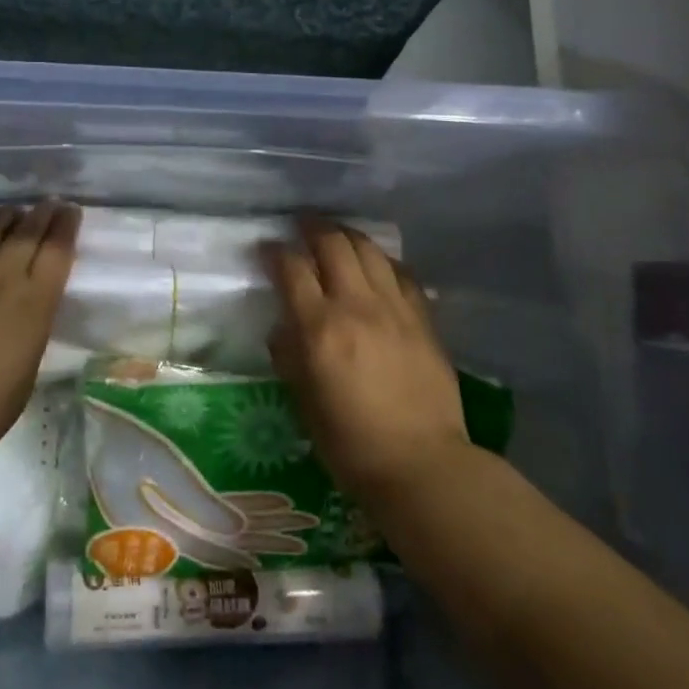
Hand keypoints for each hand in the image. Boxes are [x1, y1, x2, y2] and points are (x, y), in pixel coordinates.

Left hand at [0, 201, 79, 465]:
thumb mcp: (27, 368)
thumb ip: (30, 328)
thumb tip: (26, 311)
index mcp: (34, 303)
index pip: (57, 250)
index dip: (66, 226)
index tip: (70, 212)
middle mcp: (0, 277)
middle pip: (26, 231)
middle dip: (42, 213)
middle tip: (49, 204)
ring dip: (4, 216)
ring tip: (11, 213)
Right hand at [261, 217, 468, 501]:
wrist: (421, 463)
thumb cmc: (349, 442)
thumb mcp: (302, 401)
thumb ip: (289, 354)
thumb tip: (285, 326)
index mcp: (319, 328)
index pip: (292, 269)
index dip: (274, 251)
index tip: (265, 248)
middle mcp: (356, 306)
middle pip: (333, 244)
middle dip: (312, 227)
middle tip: (300, 226)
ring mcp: (394, 308)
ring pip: (369, 250)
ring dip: (347, 235)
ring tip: (335, 235)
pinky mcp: (423, 318)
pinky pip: (400, 272)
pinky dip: (382, 260)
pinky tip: (376, 264)